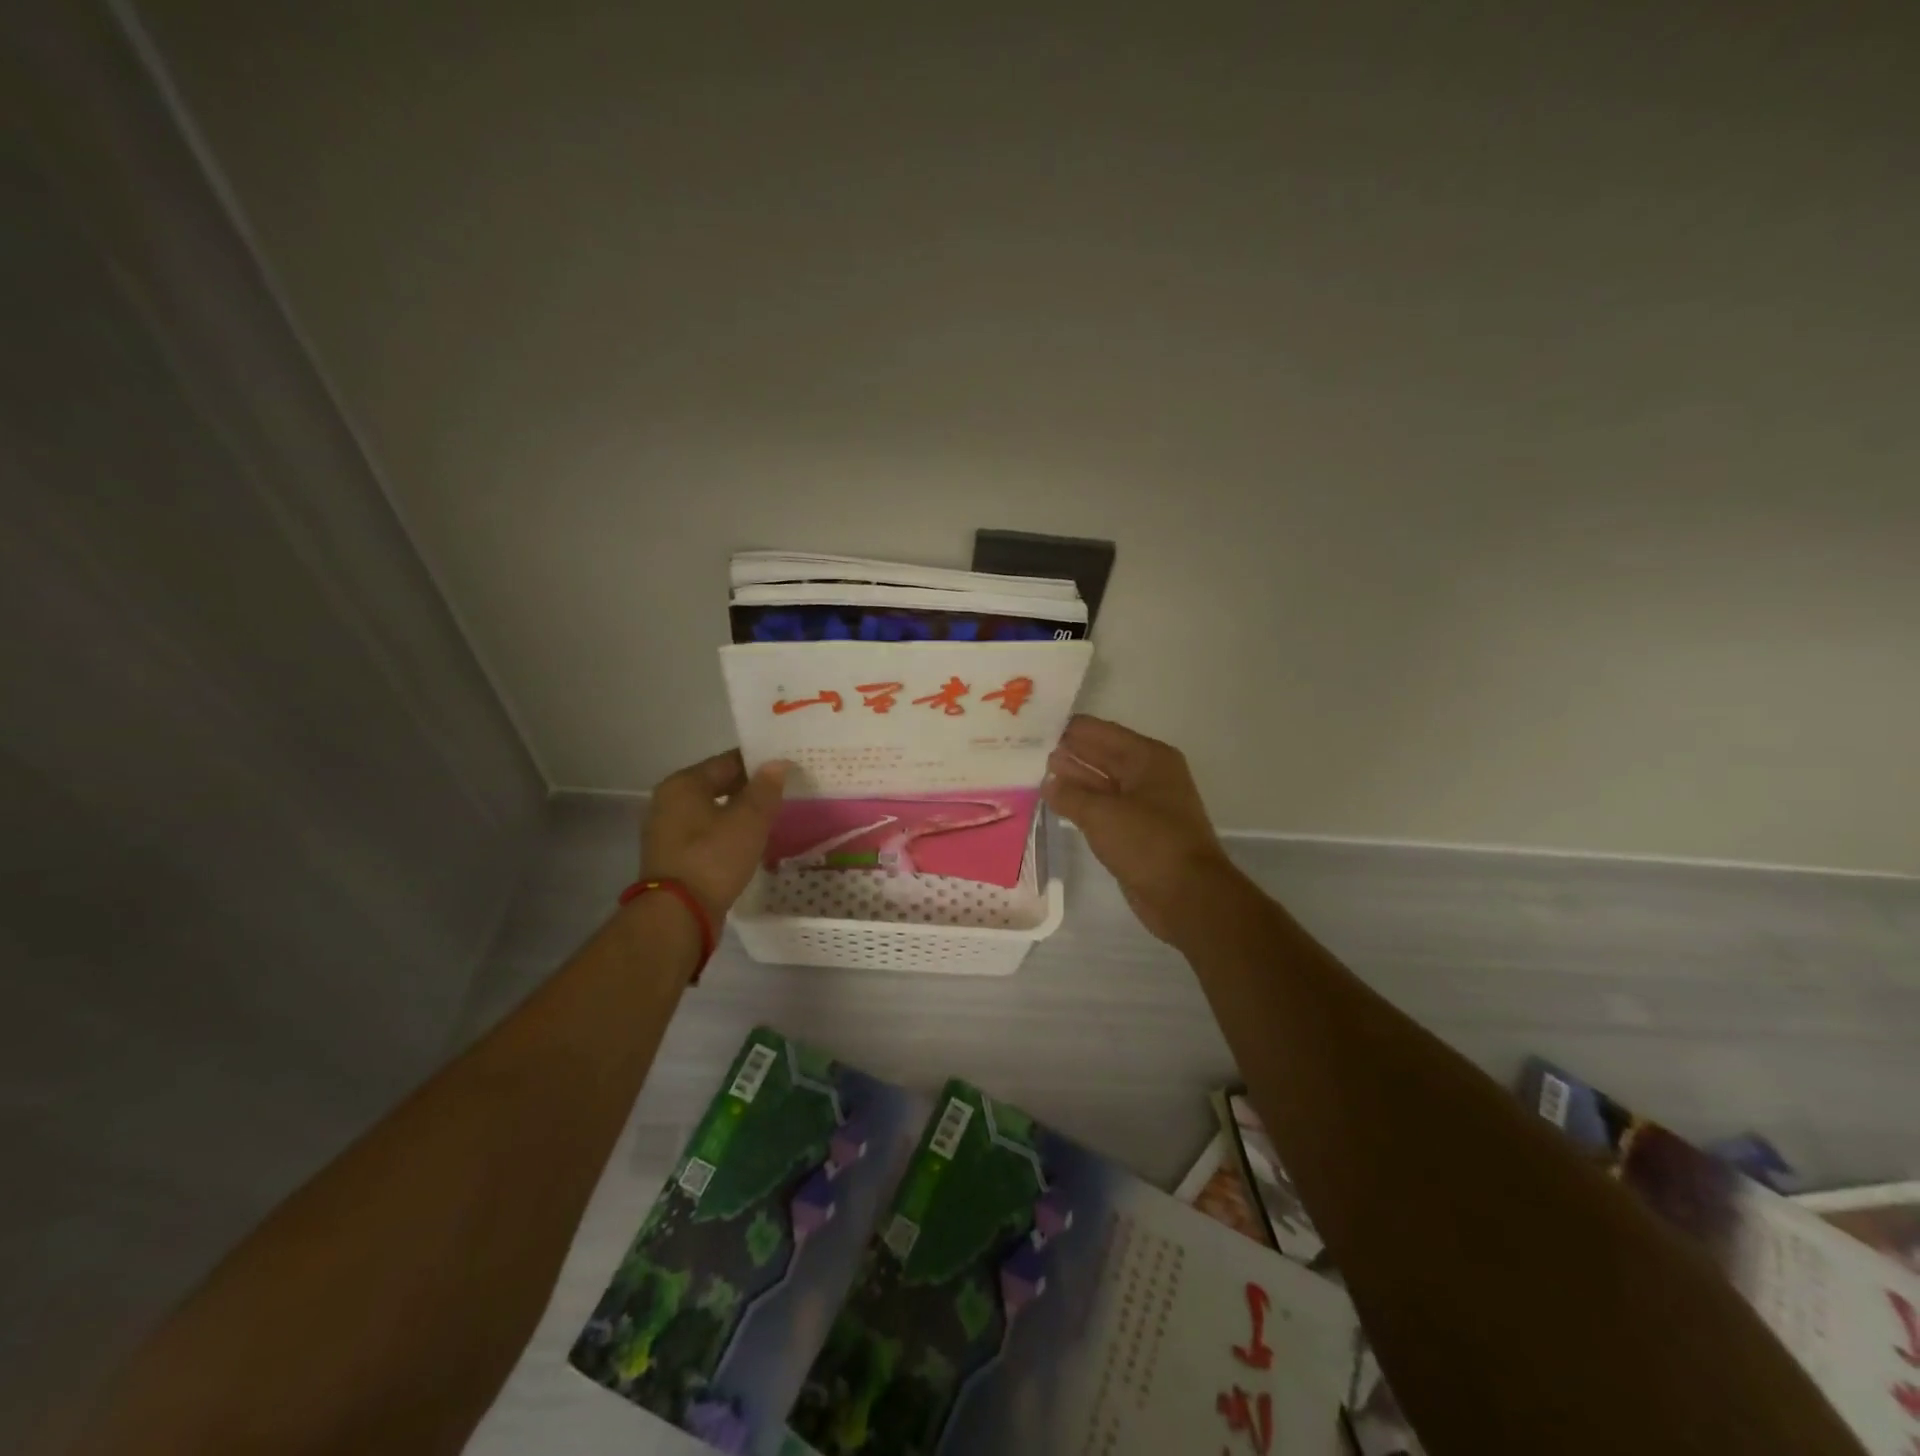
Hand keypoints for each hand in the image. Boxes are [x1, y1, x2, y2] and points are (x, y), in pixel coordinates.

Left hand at [641, 750, 789, 920]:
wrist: (678, 916)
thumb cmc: (713, 858)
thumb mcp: (748, 821)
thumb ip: (765, 789)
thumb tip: (778, 763)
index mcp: (683, 784)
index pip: (727, 761)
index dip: (759, 763)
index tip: (786, 768)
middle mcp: (669, 802)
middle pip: (717, 786)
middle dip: (749, 789)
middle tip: (784, 793)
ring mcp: (667, 832)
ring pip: (712, 812)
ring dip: (739, 813)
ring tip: (771, 818)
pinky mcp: (673, 858)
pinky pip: (706, 835)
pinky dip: (727, 834)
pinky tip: (749, 843)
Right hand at [1042, 716, 1238, 943]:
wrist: (1187, 896)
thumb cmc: (1148, 842)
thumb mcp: (1102, 814)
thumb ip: (1070, 795)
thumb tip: (1049, 781)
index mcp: (1148, 758)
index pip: (1102, 732)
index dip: (1070, 729)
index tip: (1037, 725)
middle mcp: (1149, 775)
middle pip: (1103, 755)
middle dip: (1070, 752)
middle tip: (1030, 748)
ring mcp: (1145, 804)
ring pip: (1102, 783)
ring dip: (1074, 779)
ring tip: (1038, 772)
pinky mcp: (1138, 831)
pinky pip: (1105, 809)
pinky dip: (1083, 804)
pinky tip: (1058, 802)